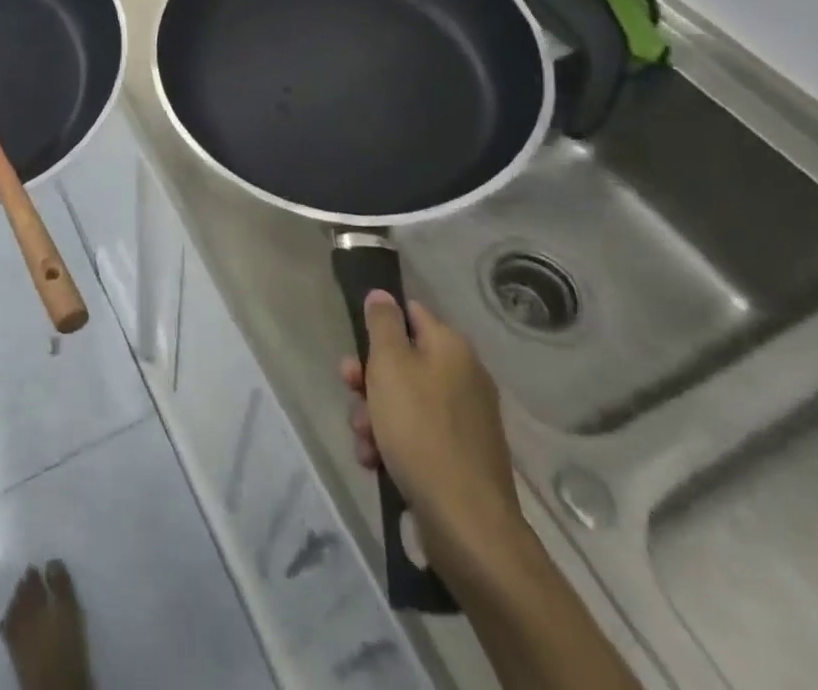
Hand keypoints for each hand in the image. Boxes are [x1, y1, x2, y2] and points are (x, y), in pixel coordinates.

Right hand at [341, 295, 526, 586]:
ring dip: (375, 415)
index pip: (411, 314)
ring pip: (404, 401)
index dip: (379, 326)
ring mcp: (465, 419)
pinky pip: (417, 435)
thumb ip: (383, 323)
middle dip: (369, 378)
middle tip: (350, 391)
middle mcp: (464, 376)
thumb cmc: (421, 430)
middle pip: (403, 361)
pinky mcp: (461, 456)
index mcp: (451, 348)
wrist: (466, 523)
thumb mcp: (390, 365)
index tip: (355, 347)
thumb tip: (383, 294)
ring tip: (363, 440)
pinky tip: (375, 462)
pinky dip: (393, 444)